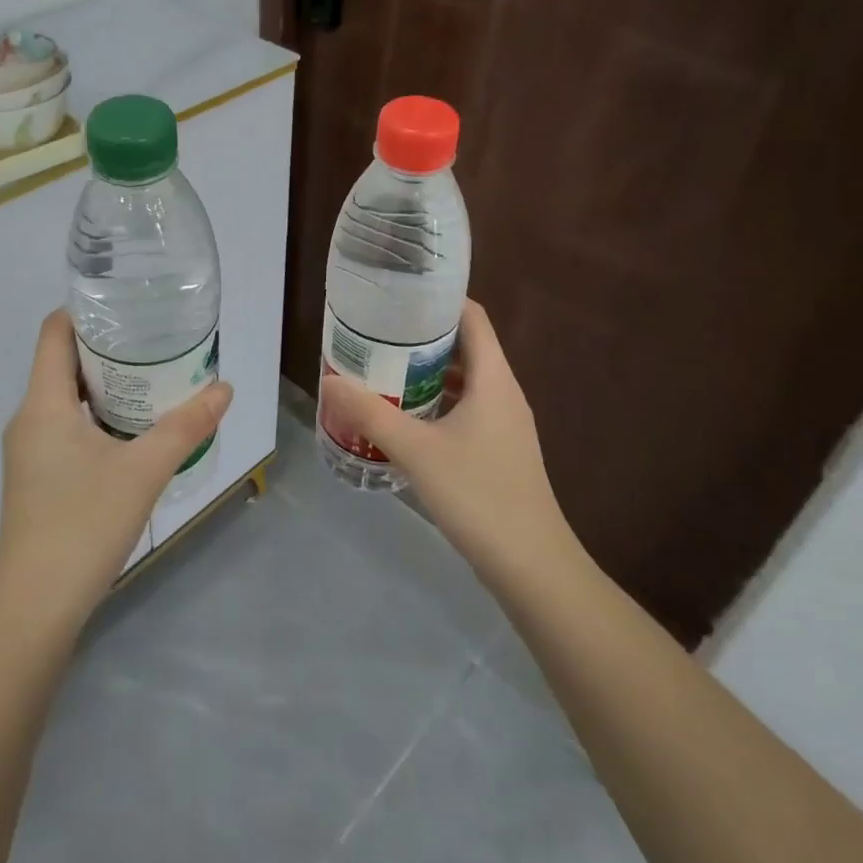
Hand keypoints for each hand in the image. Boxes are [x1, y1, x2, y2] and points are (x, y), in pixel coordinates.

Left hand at [0, 310, 232, 635]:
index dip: (86, 310)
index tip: (129, 305)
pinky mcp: (37, 478)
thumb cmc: (82, 525)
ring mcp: (30, 451)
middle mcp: (29, 419)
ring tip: (153, 378)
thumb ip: (186, 426)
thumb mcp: (144, 470)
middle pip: (62, 361)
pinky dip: (98, 415)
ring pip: (66, 397)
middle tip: (156, 340)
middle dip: (107, 347)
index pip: (54, 331)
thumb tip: (224, 388)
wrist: (34, 610)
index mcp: (43, 403)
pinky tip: (134, 430)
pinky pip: (67, 426)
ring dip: (106, 384)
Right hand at [320, 300, 584, 590]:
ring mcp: (504, 424)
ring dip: (426, 373)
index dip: (439, 300)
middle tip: (376, 334)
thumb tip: (330, 380)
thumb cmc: (479, 495)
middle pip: (465, 346)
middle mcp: (503, 392)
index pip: (472, 317)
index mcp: (494, 379)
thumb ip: (371, 413)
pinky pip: (465, 409)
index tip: (398, 296)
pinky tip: (404, 418)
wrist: (532, 566)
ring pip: (463, 381)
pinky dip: (435, 403)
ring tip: (382, 370)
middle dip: (421, 337)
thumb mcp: (417, 451)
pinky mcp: (499, 450)